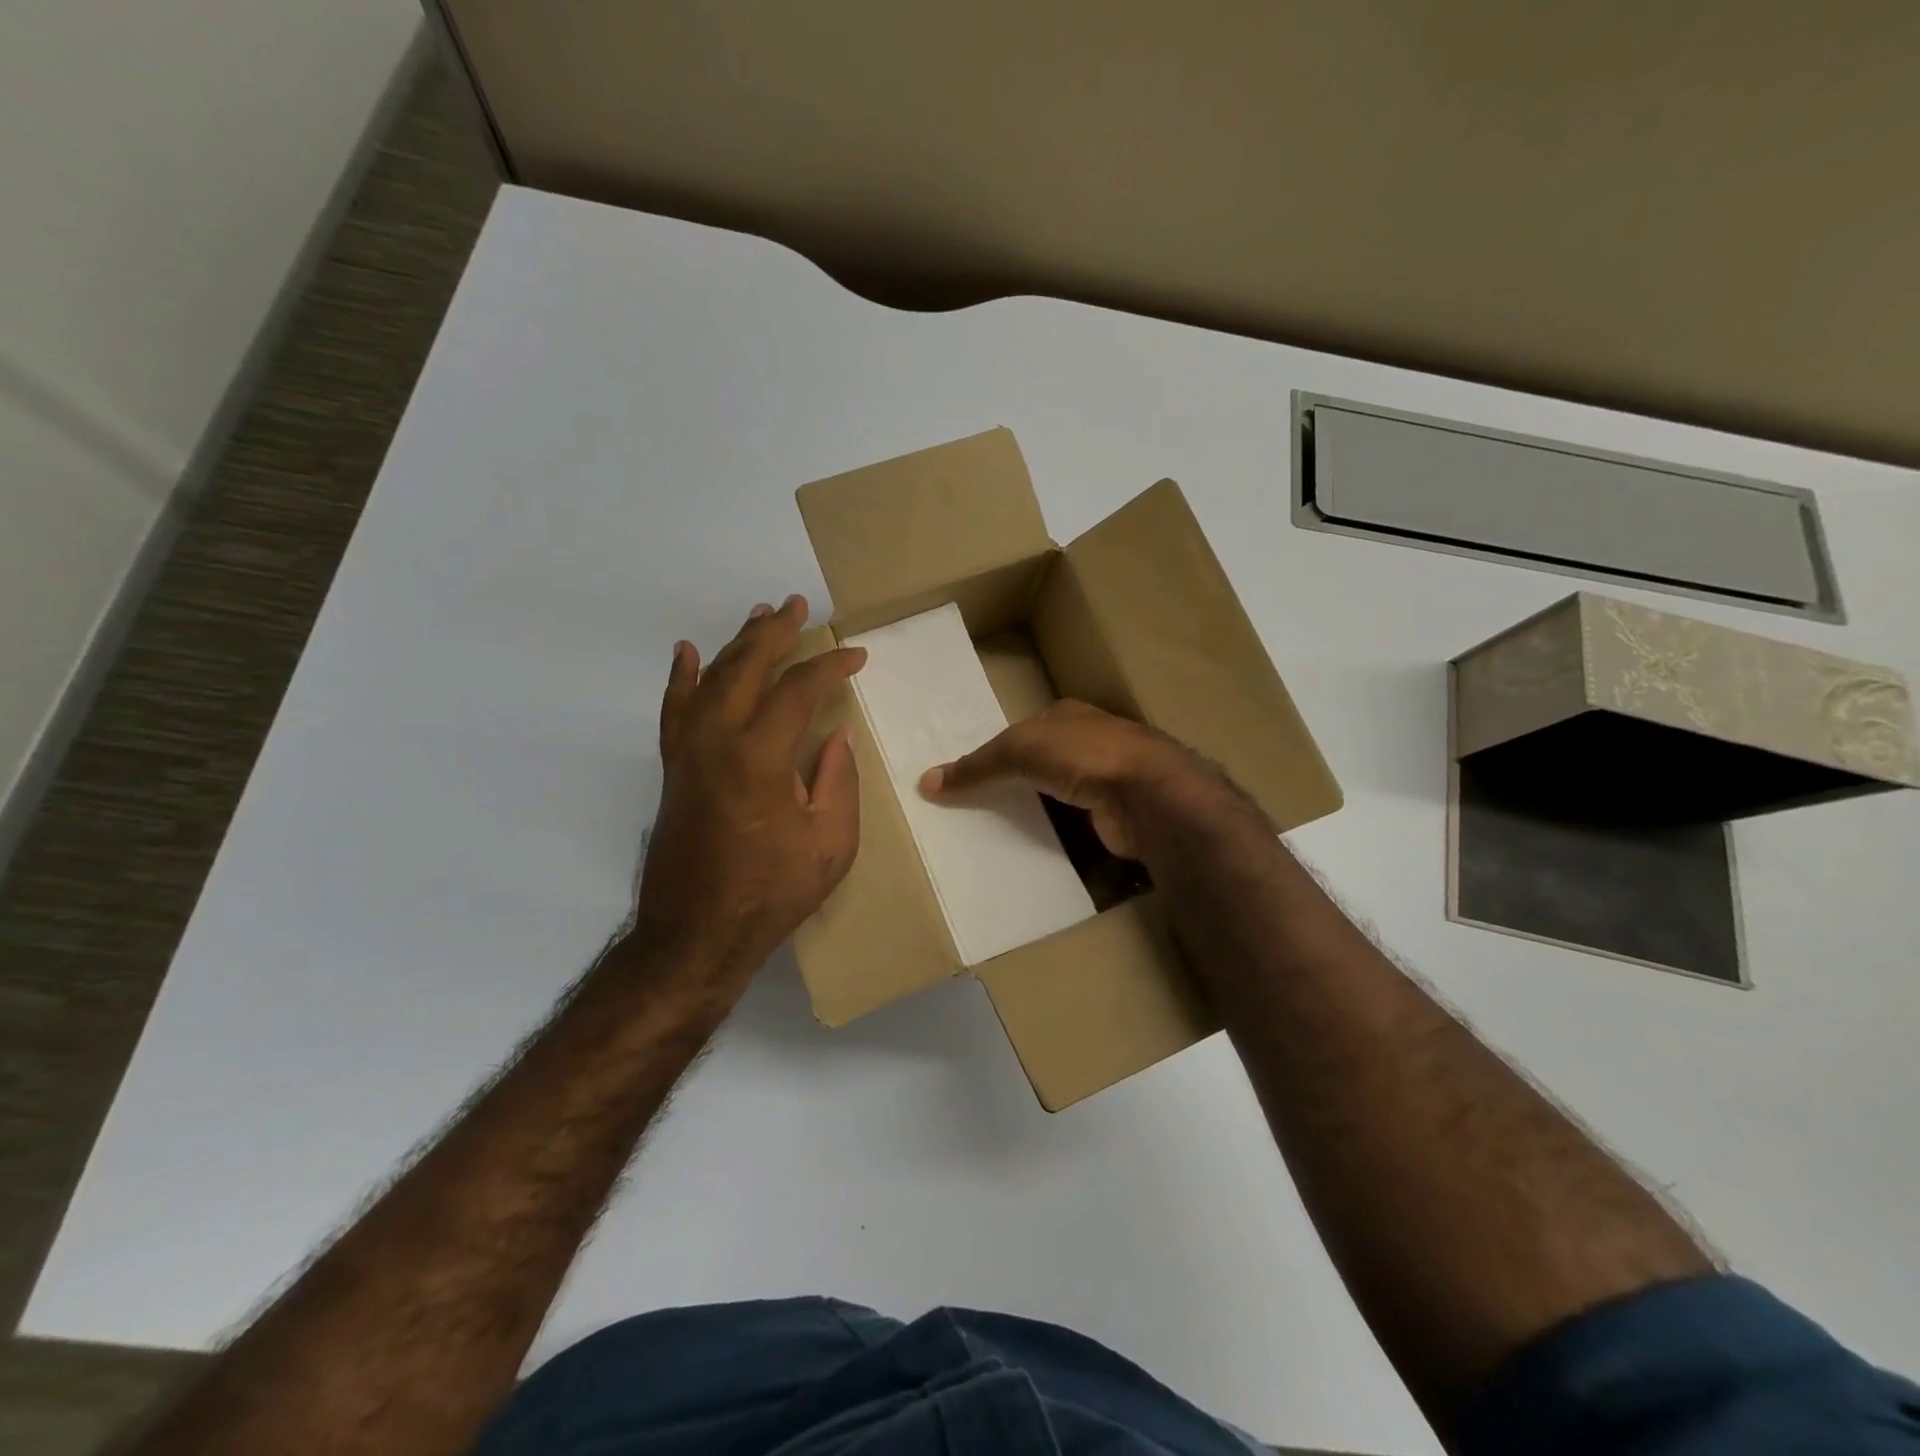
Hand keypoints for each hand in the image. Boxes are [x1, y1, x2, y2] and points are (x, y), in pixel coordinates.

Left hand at [633, 595, 866, 993]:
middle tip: (798, 606)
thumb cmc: (771, 893)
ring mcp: (688, 751)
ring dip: (736, 644)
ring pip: (710, 678)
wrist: (695, 933)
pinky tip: (687, 653)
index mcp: (761, 756)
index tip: (856, 657)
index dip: (831, 667)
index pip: (799, 690)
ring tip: (759, 616)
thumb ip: (837, 782)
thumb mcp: (830, 844)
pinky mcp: (673, 767)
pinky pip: (675, 709)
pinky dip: (682, 677)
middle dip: (776, 632)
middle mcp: (717, 740)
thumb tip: (834, 738)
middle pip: (746, 667)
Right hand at [919, 699, 1259, 860]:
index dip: (997, 749)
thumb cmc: (1084, 755)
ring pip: (1057, 792)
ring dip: (1035, 807)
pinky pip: (1073, 822)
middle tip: (977, 805)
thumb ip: (977, 766)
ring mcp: (1105, 778)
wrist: (1149, 794)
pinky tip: (1035, 845)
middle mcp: (1089, 741)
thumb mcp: (1019, 750)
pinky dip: (1055, 831)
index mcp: (1069, 715)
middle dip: (1015, 779)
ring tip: (997, 829)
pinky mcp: (1113, 813)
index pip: (1024, 730)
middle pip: (1041, 761)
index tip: (971, 775)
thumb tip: (926, 782)